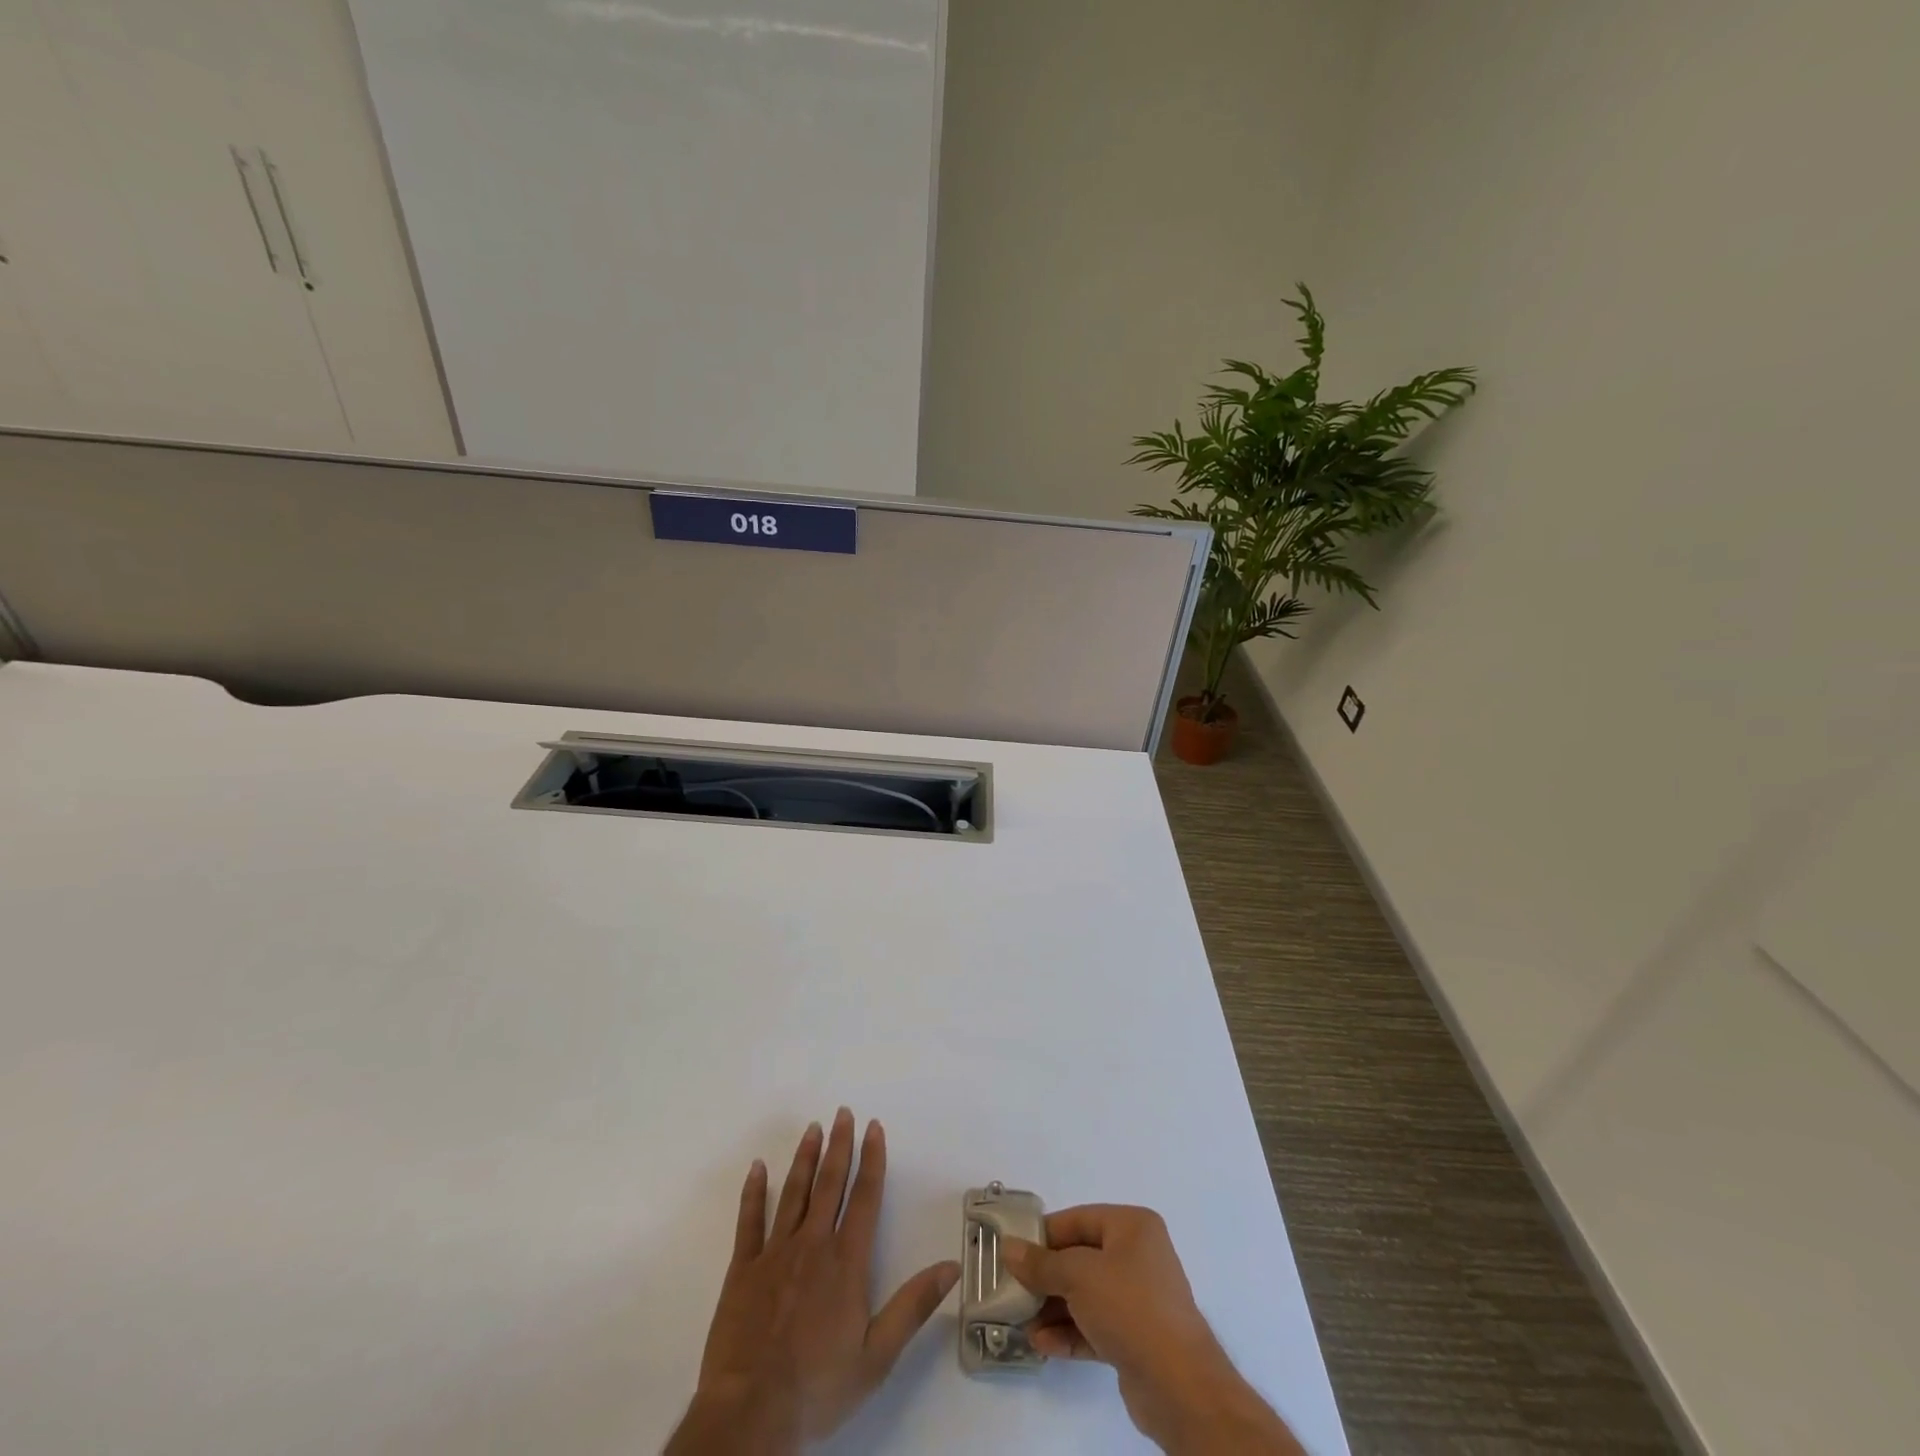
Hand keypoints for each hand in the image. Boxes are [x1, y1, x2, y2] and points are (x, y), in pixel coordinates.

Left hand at [666, 1109, 960, 1453]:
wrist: (751, 1416)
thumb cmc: (819, 1387)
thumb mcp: (877, 1356)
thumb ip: (914, 1306)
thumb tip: (952, 1266)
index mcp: (846, 1262)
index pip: (864, 1197)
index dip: (872, 1159)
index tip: (874, 1127)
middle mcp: (812, 1245)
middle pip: (830, 1184)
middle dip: (840, 1146)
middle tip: (843, 1112)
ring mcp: (774, 1253)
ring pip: (793, 1193)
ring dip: (805, 1158)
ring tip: (812, 1128)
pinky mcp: (743, 1269)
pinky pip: (749, 1221)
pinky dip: (754, 1192)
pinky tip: (758, 1168)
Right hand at [1002, 1205, 1303, 1454]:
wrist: (1179, 1386)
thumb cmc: (1130, 1307)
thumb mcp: (1078, 1276)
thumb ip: (1041, 1263)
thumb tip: (1009, 1248)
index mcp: (1132, 1226)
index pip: (1078, 1220)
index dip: (1044, 1235)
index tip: (1014, 1251)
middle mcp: (1137, 1256)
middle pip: (1080, 1258)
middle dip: (1046, 1277)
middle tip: (1013, 1290)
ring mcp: (1138, 1298)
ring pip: (1086, 1295)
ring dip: (1054, 1308)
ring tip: (1023, 1323)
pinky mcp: (1136, 1337)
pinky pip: (1095, 1325)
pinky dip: (1070, 1332)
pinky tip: (1042, 1345)